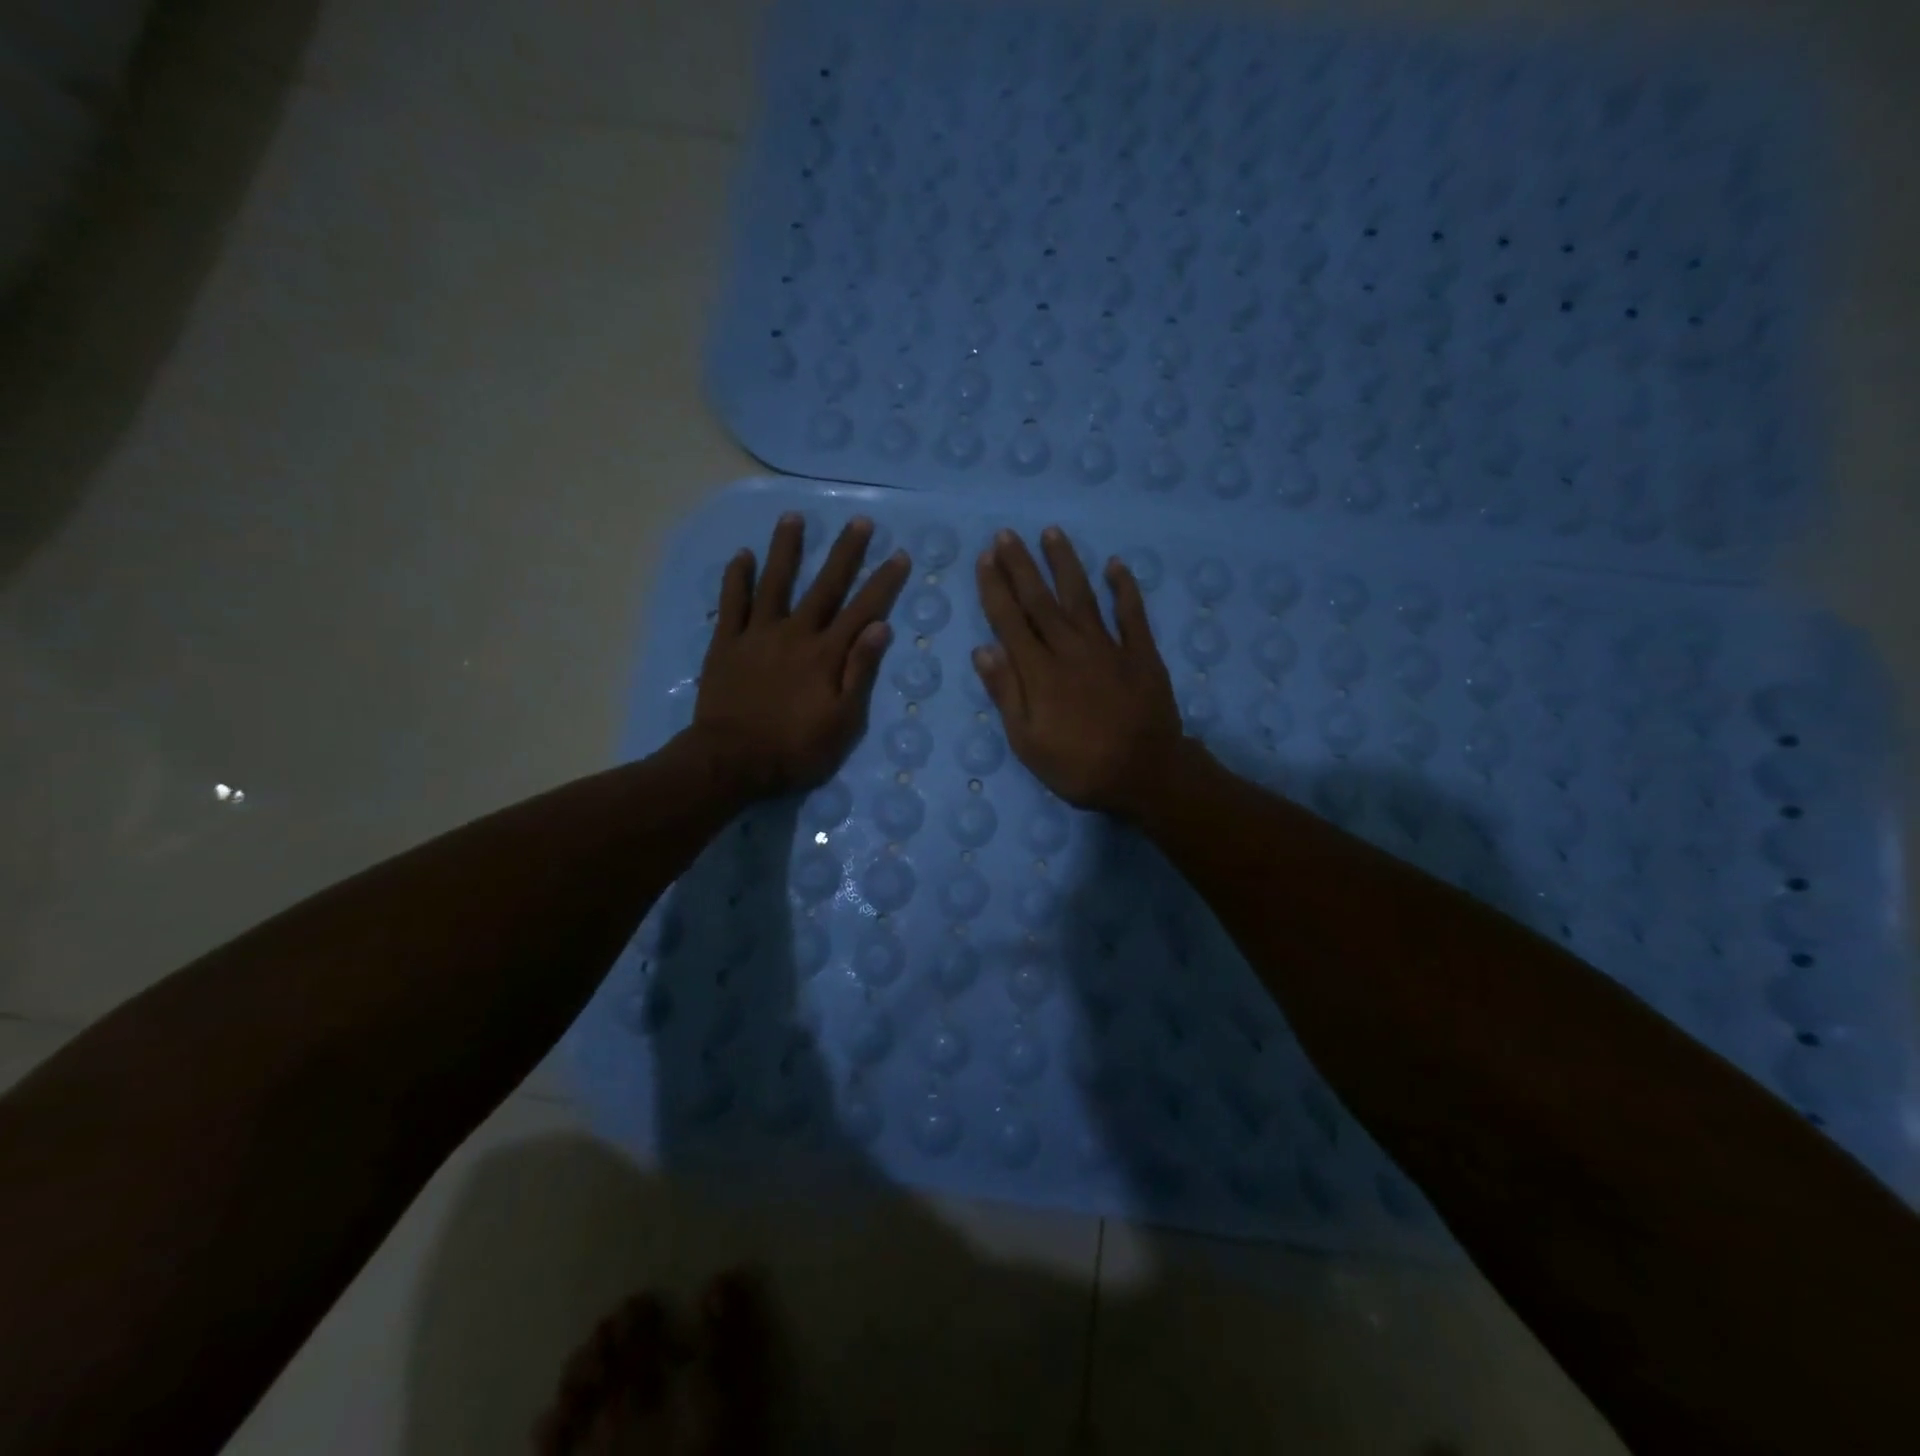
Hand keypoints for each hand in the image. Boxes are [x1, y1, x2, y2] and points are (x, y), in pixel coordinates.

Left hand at [694, 514, 909, 797]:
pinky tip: (742, 555)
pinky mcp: (725, 643)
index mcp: (826, 654)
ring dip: (786, 549)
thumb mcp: (843, 722)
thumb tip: (880, 627)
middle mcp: (795, 633)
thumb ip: (859, 672)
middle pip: (824, 586)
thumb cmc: (795, 749)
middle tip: (859, 522)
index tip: (899, 555)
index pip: (863, 610)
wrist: (731, 761)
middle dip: (845, 553)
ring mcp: (757, 634)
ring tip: (794, 517)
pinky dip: (737, 578)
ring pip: (775, 583)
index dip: (883, 583)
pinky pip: (731, 603)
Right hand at [973, 526, 1186, 818]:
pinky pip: (1132, 614)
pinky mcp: (1141, 654)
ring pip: (1082, 596)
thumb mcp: (1028, 742)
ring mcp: (1109, 648)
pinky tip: (1116, 565)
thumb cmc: (1079, 766)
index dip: (995, 588)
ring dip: (1065, 564)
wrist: (1146, 774)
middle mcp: (1070, 649)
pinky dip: (1124, 588)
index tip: (985, 559)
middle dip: (1021, 566)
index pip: (1010, 621)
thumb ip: (1007, 693)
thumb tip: (983, 649)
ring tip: (1052, 533)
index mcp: (1040, 672)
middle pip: (1041, 600)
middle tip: (1007, 534)